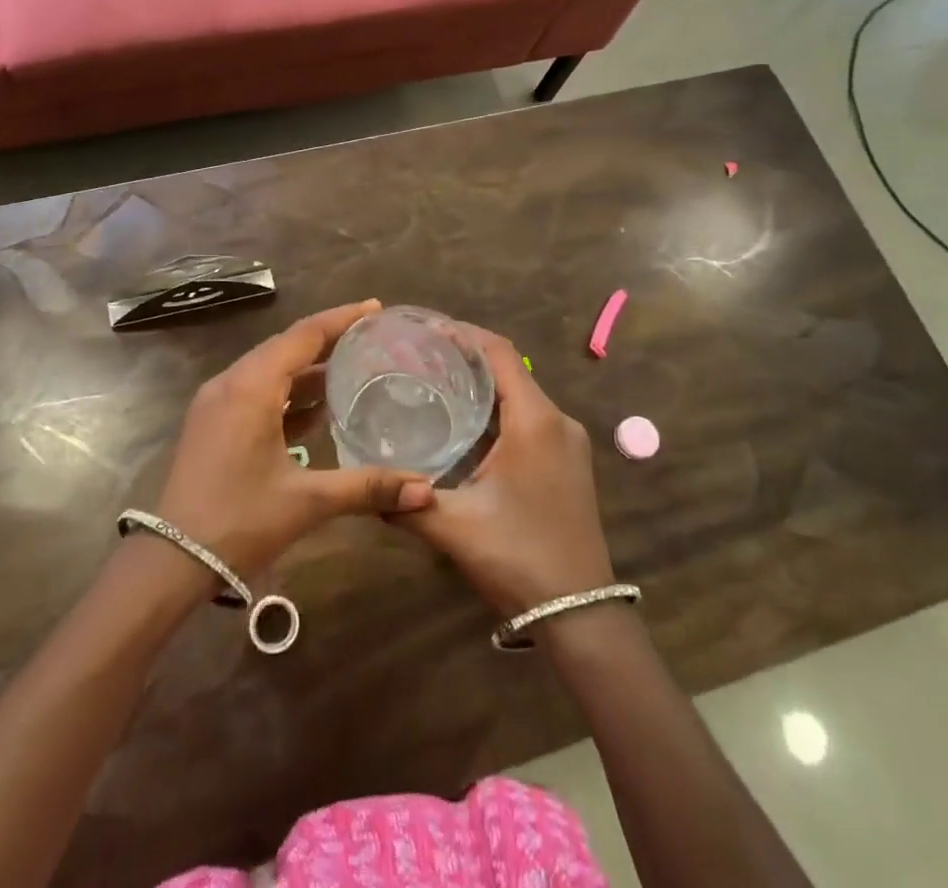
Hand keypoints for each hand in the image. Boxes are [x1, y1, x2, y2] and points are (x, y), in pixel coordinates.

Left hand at [156, 301, 433, 582]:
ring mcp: (216, 402)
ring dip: (307, 369)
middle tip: (369, 336)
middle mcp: (231, 382)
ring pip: (269, 369)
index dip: (341, 319)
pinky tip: (316, 410)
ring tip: (351, 369)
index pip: (304, 335)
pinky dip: (287, 393)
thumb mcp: (307, 501)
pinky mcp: (212, 422)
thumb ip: (367, 488)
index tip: (374, 308)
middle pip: (286, 346)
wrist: (171, 560)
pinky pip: (256, 391)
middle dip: (328, 340)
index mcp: (252, 386)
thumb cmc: (240, 521)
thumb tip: (426, 491)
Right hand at [398, 329, 615, 615]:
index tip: (425, 330)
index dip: (464, 334)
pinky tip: (466, 426)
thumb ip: (406, 502)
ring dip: (483, 386)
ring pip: (520, 395)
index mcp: (535, 420)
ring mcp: (568, 443)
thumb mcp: (454, 527)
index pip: (499, 353)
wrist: (581, 615)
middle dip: (467, 358)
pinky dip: (498, 410)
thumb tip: (366, 487)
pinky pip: (530, 419)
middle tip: (420, 357)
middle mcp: (557, 421)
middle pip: (510, 370)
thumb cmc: (518, 557)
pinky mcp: (568, 463)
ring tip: (436, 383)